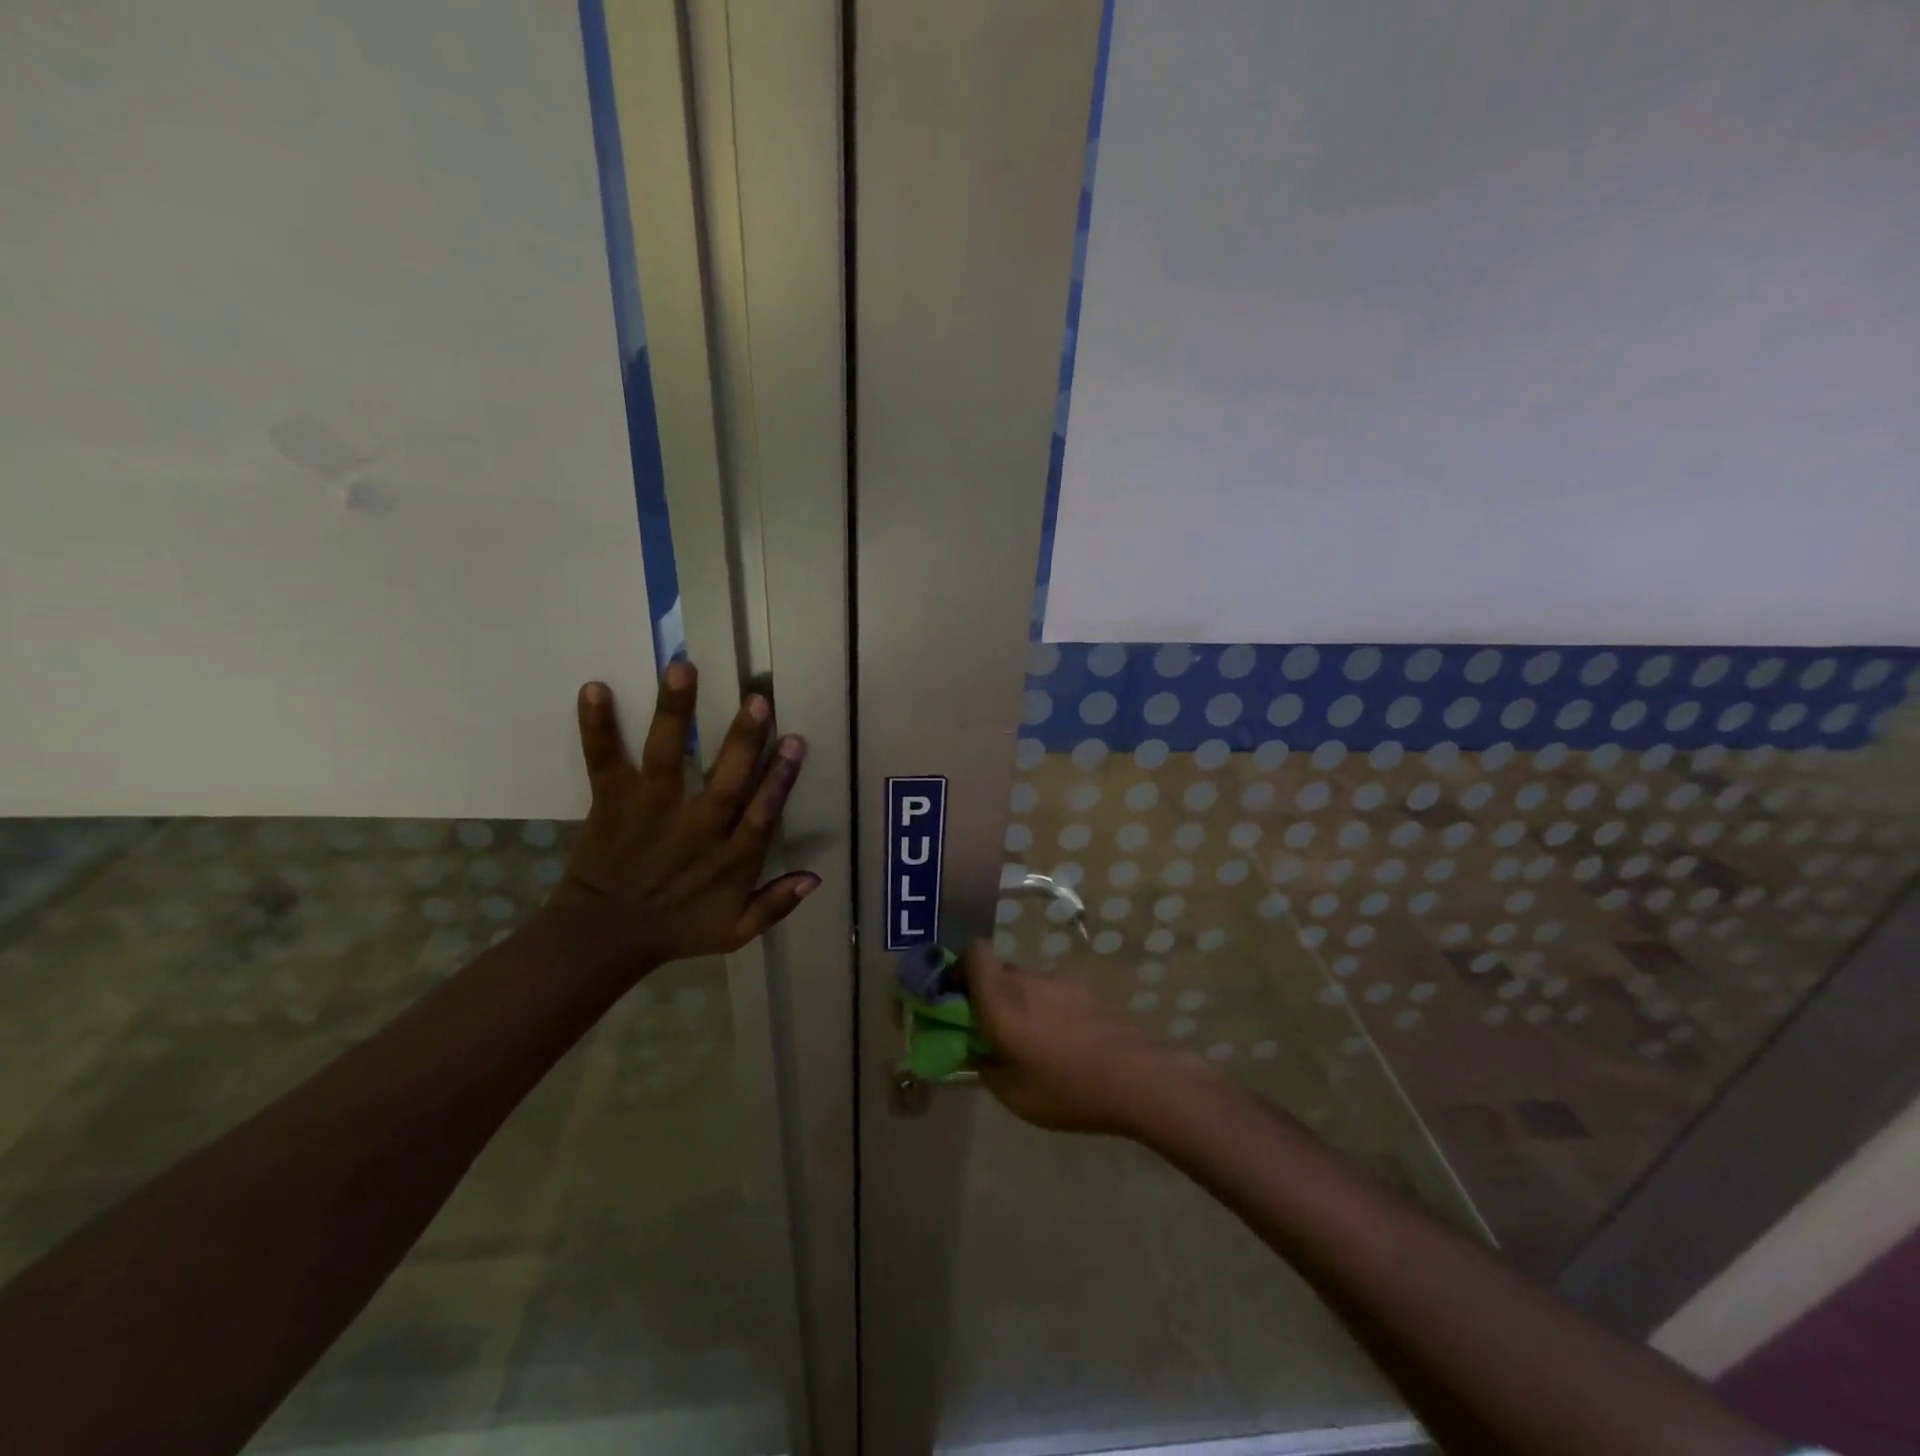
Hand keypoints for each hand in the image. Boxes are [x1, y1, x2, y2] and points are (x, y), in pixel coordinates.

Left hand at [551, 661, 817, 966]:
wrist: (602, 939)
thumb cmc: (675, 930)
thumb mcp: (735, 932)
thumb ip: (776, 904)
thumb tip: (816, 877)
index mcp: (730, 857)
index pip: (762, 812)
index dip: (781, 778)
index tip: (796, 742)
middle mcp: (695, 827)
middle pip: (725, 779)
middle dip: (744, 739)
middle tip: (759, 699)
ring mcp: (651, 811)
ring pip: (667, 758)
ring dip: (675, 714)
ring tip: (683, 670)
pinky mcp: (611, 802)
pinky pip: (604, 761)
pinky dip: (597, 726)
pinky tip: (595, 687)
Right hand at [964, 943, 1213, 1137]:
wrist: (1137, 1077)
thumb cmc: (1068, 1089)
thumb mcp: (1014, 1094)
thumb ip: (985, 1066)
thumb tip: (975, 1050)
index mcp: (1001, 1000)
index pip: (973, 953)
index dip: (959, 967)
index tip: (956, 997)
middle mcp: (1027, 979)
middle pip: (997, 970)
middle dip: (987, 993)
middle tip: (993, 1030)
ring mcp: (1060, 980)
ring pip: (1026, 982)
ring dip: (1020, 1002)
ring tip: (1034, 1041)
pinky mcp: (1085, 988)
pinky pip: (1052, 991)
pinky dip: (1047, 1008)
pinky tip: (1064, 1041)